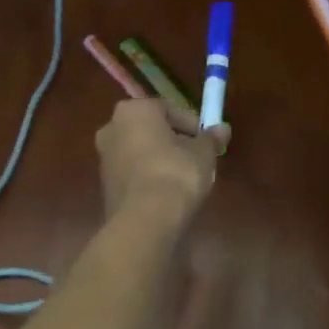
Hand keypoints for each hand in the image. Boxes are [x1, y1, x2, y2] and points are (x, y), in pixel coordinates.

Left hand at [96, 99, 230, 223]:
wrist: (145, 219)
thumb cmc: (175, 173)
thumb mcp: (203, 153)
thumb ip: (211, 138)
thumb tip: (223, 129)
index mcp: (134, 110)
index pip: (169, 109)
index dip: (192, 125)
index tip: (207, 141)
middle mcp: (112, 127)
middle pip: (151, 129)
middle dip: (173, 141)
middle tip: (196, 157)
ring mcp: (104, 157)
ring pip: (140, 151)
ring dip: (160, 159)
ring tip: (184, 177)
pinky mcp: (105, 184)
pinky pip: (133, 172)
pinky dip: (148, 176)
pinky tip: (167, 192)